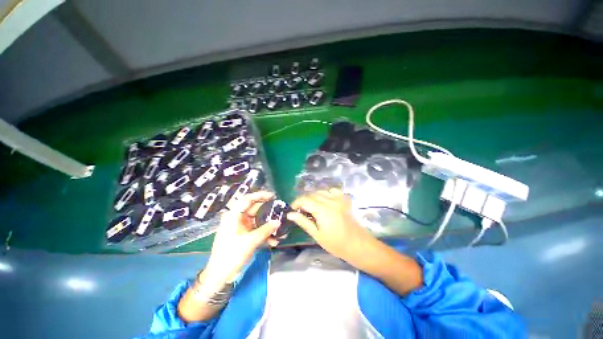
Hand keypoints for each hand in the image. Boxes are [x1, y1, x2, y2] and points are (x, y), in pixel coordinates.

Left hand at [202, 191, 279, 288]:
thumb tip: (278, 222)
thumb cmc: (231, 254)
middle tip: (280, 209)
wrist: (219, 275)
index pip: (248, 199)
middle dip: (267, 210)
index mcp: (233, 215)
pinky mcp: (244, 235)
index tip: (273, 195)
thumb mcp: (250, 241)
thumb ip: (265, 230)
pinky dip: (264, 233)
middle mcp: (237, 218)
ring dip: (268, 224)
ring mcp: (240, 227)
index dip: (260, 195)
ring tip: (280, 225)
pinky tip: (274, 240)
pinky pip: (256, 230)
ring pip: (257, 220)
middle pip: (254, 209)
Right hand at [287, 188, 375, 264]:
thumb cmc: (336, 244)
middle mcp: (330, 201)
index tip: (292, 209)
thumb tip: (290, 214)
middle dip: (303, 200)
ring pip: (321, 191)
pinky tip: (325, 200)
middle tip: (300, 210)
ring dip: (313, 196)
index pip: (304, 200)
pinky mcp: (344, 200)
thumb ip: (303, 222)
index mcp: (322, 210)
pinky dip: (326, 193)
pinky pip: (333, 191)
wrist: (358, 245)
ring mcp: (338, 199)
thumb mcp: (317, 235)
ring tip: (311, 206)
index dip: (296, 202)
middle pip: (312, 194)